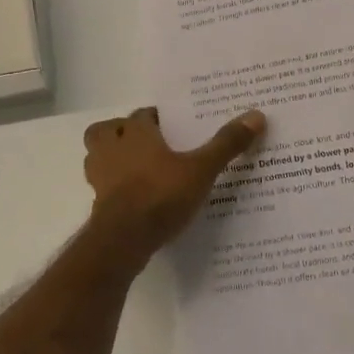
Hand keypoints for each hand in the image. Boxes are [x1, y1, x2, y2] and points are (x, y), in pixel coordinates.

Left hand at [82, 107, 266, 259]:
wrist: (123, 240)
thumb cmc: (160, 194)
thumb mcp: (201, 169)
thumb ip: (226, 144)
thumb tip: (256, 114)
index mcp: (135, 132)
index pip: (142, 114)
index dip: (156, 118)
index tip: (174, 125)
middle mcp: (112, 148)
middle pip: (107, 130)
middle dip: (122, 132)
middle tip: (147, 143)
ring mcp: (100, 177)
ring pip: (97, 156)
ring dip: (112, 158)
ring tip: (138, 168)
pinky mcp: (98, 203)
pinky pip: (102, 186)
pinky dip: (114, 187)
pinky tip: (135, 197)